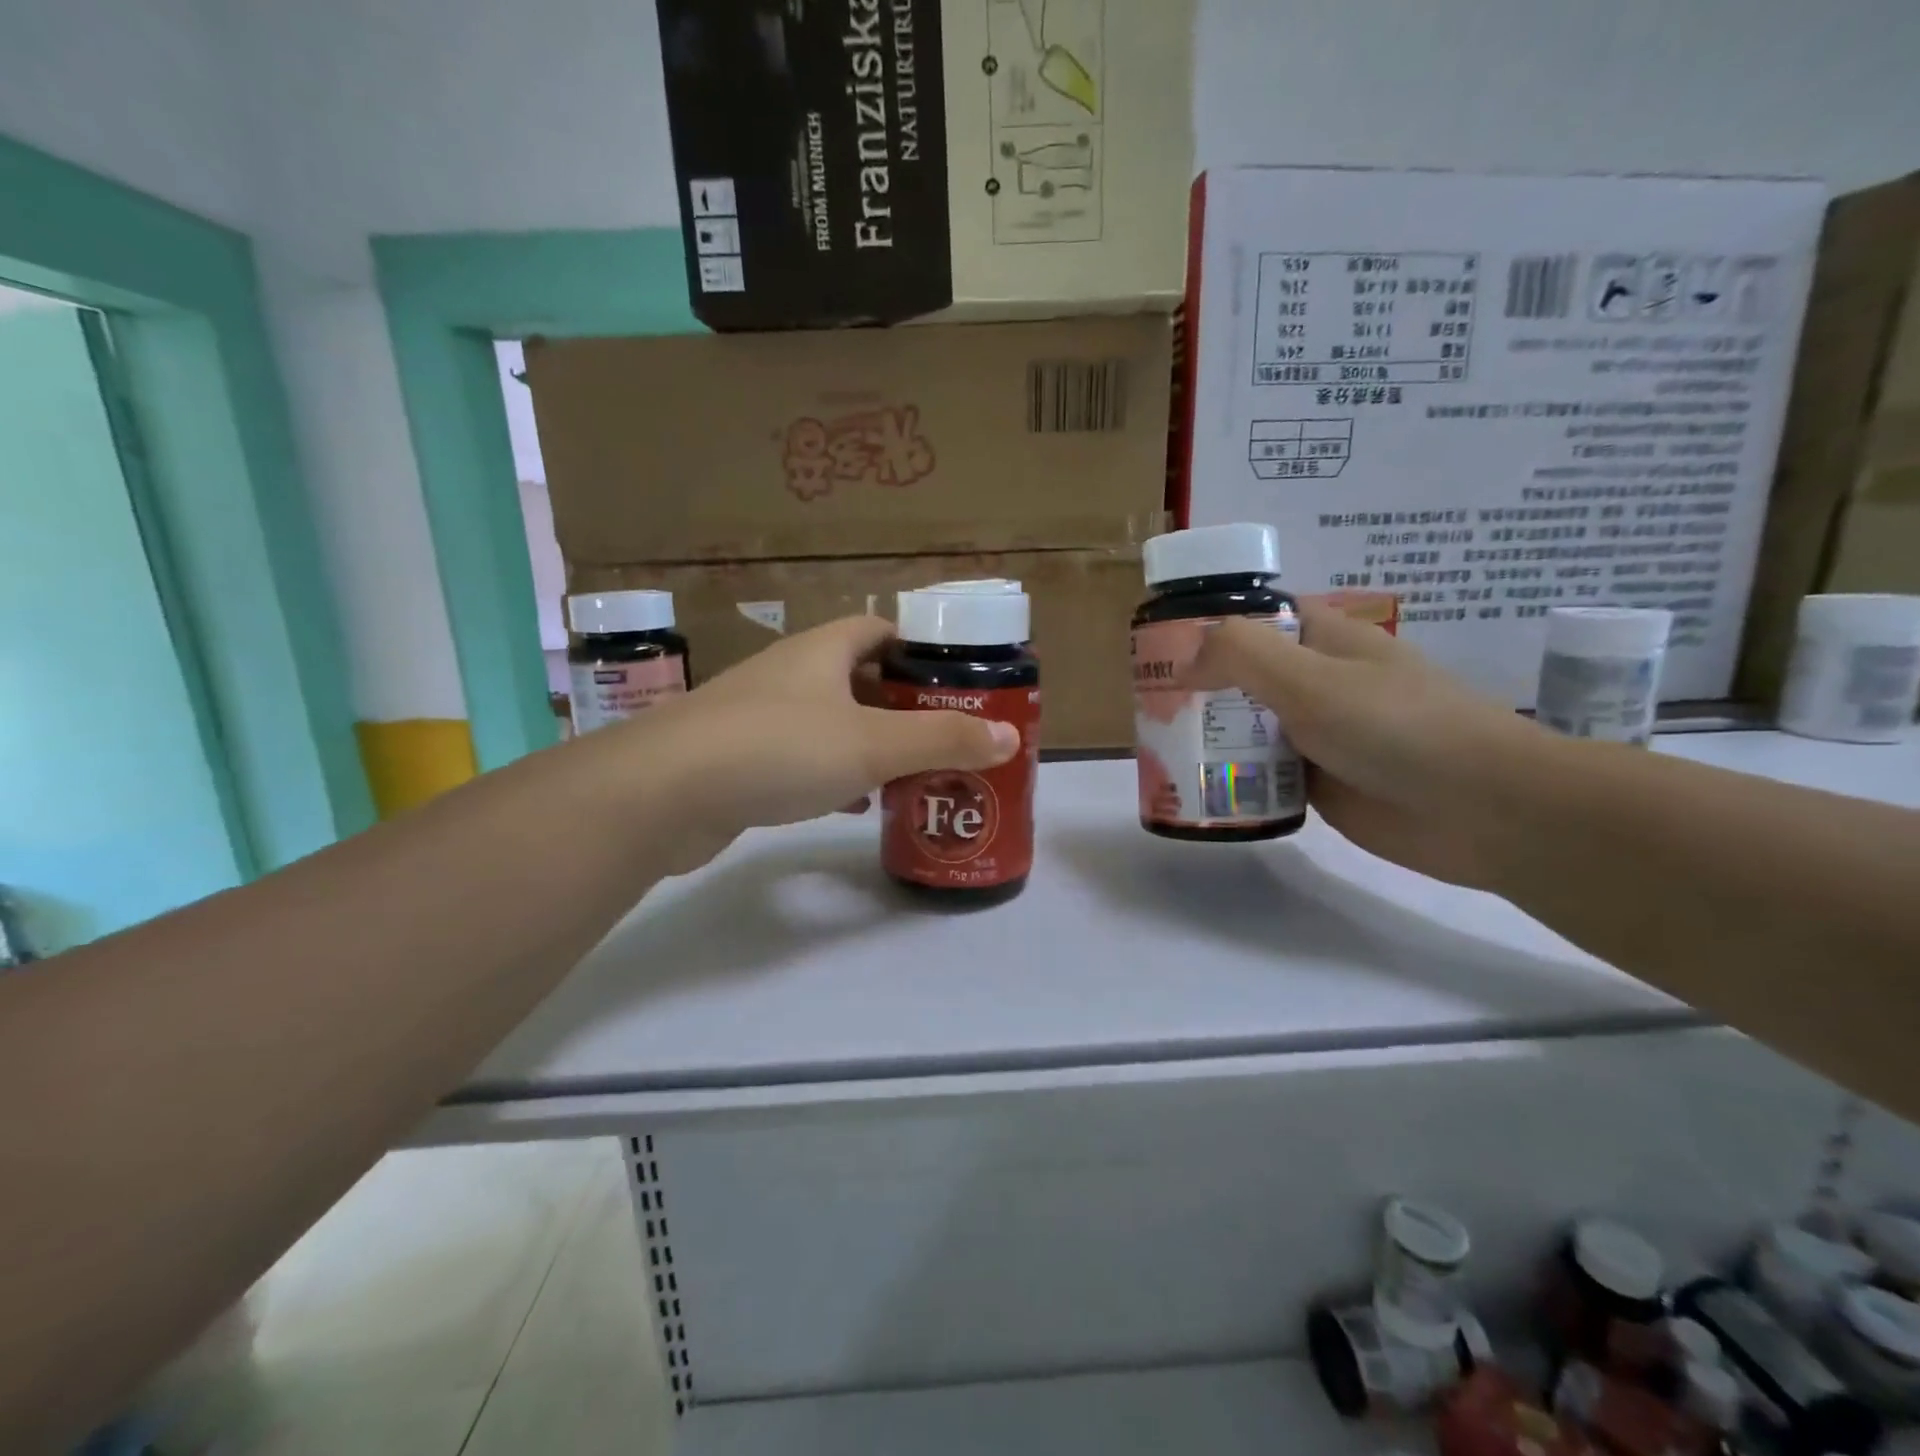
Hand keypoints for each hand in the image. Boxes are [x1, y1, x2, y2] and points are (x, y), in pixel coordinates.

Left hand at [630, 617, 1020, 870]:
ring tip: (911, 773)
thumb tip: (1010, 737)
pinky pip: (801, 758)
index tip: (955, 682)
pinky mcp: (739, 759)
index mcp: (822, 651)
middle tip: (945, 737)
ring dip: (870, 744)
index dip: (920, 651)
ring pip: (831, 722)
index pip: (880, 632)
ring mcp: (759, 716)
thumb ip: (944, 740)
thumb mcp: (873, 744)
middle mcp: (790, 674)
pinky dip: (833, 775)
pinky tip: (853, 804)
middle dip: (903, 707)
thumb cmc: (779, 749)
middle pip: (859, 679)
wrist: (663, 793)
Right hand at [1188, 604, 1546, 887]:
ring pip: (1248, 725)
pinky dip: (1232, 776)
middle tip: (1146, 706)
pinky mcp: (1319, 780)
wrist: (1482, 809)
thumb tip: (1186, 660)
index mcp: (1321, 638)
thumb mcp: (1310, 678)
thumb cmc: (1396, 726)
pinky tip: (1195, 786)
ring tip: (1156, 747)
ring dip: (1209, 735)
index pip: (1253, 615)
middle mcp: (1316, 680)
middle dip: (1196, 686)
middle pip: (1241, 673)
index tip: (1158, 645)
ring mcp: (1318, 732)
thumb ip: (1240, 655)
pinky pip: (1262, 771)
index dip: (1207, 622)